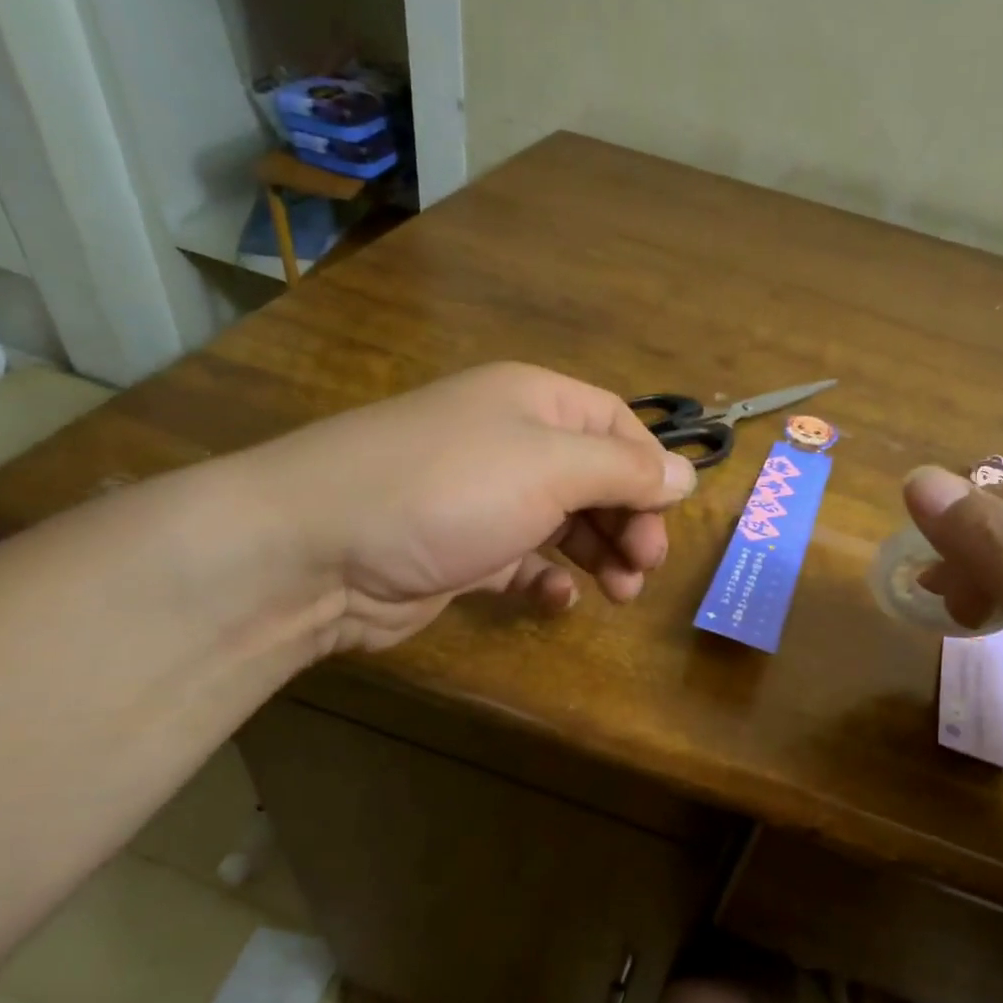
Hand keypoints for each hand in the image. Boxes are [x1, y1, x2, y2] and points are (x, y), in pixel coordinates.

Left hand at [235, 363, 696, 652]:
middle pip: (595, 477)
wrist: (317, 550)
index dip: (649, 467)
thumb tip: (686, 474)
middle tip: (645, 567)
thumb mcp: (551, 468)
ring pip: (565, 523)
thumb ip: (624, 470)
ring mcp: (483, 499)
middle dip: (629, 521)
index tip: (669, 515)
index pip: (615, 423)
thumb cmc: (448, 491)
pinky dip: (546, 580)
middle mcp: (510, 443)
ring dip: (599, 555)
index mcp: (533, 402)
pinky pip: (522, 562)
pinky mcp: (461, 552)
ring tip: (620, 592)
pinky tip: (556, 600)